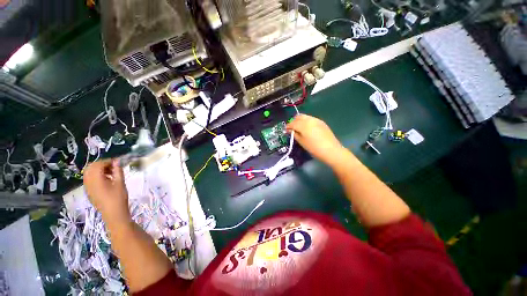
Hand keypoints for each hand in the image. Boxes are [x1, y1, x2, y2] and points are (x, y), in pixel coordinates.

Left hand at [83, 159, 130, 225]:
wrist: (113, 214)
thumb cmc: (118, 198)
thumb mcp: (121, 183)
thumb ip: (118, 171)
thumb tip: (117, 161)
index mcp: (96, 180)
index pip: (98, 165)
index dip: (107, 161)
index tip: (117, 162)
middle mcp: (89, 182)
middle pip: (91, 167)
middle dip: (101, 164)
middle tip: (113, 166)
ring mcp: (87, 187)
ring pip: (89, 173)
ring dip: (99, 170)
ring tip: (111, 173)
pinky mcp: (89, 191)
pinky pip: (89, 179)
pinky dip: (96, 175)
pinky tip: (107, 179)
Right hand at [286, 114, 346, 166]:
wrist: (331, 150)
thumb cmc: (314, 148)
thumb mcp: (302, 142)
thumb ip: (295, 134)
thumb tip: (290, 130)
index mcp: (303, 125)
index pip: (292, 123)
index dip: (288, 126)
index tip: (285, 130)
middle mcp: (309, 120)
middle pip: (298, 117)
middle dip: (293, 121)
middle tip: (292, 129)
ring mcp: (316, 120)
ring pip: (305, 116)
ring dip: (299, 120)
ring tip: (299, 128)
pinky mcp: (321, 122)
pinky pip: (311, 119)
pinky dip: (306, 121)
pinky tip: (307, 128)